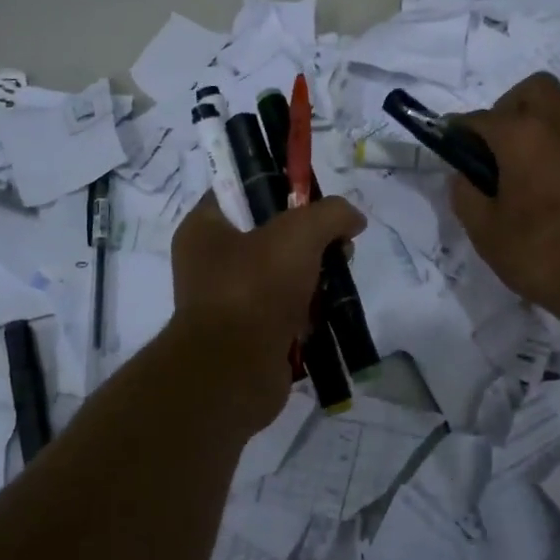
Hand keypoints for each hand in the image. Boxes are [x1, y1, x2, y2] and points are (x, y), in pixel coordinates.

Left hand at [170, 192, 366, 428]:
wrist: (234, 372)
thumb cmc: (254, 288)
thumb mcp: (299, 233)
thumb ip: (332, 214)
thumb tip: (354, 220)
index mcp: (205, 229)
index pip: (241, 191)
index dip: (280, 188)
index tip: (316, 199)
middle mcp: (211, 262)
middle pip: (270, 233)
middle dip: (310, 238)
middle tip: (338, 244)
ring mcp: (230, 301)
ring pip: (283, 273)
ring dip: (315, 275)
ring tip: (339, 277)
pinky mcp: (251, 334)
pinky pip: (286, 310)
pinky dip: (309, 310)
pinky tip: (327, 310)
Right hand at [448, 72, 559, 321]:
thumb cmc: (543, 258)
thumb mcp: (486, 234)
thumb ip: (466, 195)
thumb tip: (464, 175)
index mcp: (525, 138)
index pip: (481, 118)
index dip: (461, 130)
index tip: (453, 144)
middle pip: (535, 90)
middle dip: (512, 108)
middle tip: (504, 149)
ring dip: (550, 141)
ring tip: (545, 187)